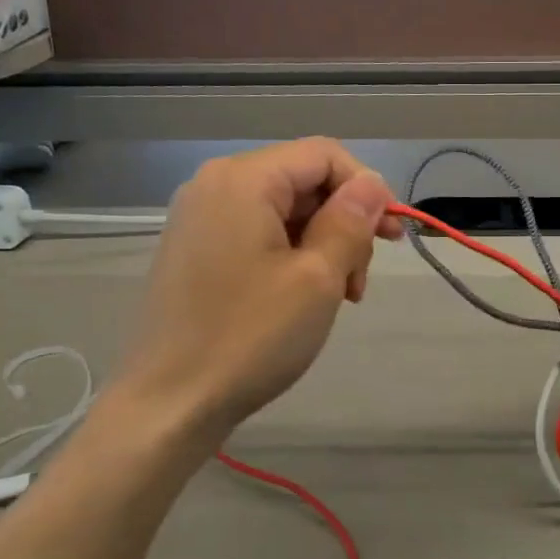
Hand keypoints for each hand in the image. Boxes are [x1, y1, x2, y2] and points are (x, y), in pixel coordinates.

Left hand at [114, 139, 403, 431]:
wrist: (169, 403)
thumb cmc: (250, 337)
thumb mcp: (318, 277)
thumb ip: (350, 220)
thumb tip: (372, 185)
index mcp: (243, 180)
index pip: (324, 155)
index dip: (367, 188)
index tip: (390, 238)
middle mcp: (216, 185)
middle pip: (304, 181)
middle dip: (345, 223)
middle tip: (360, 281)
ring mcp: (200, 219)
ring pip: (285, 211)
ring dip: (324, 245)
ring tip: (338, 297)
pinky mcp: (196, 251)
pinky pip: (259, 234)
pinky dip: (293, 256)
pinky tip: (305, 297)